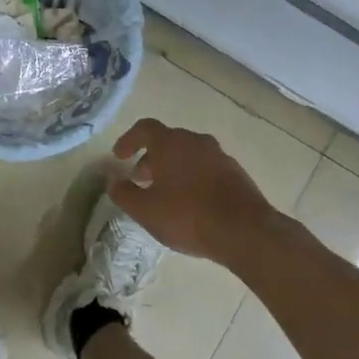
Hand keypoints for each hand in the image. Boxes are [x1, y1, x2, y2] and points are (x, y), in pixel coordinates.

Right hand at [107, 119, 279, 262]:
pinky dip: (193, 177)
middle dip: (151, 157)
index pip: (144, 128)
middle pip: (168, 141)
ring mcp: (219, 155)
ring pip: (188, 154)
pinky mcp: (235, 172)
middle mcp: (195, 141)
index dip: (129, 140)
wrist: (244, 231)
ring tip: (165, 193)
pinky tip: (191, 202)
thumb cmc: (187, 216)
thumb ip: (124, 193)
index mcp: (171, 143)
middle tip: (140, 178)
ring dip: (173, 168)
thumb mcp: (146, 210)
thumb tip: (113, 180)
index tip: (119, 156)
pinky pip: (206, 167)